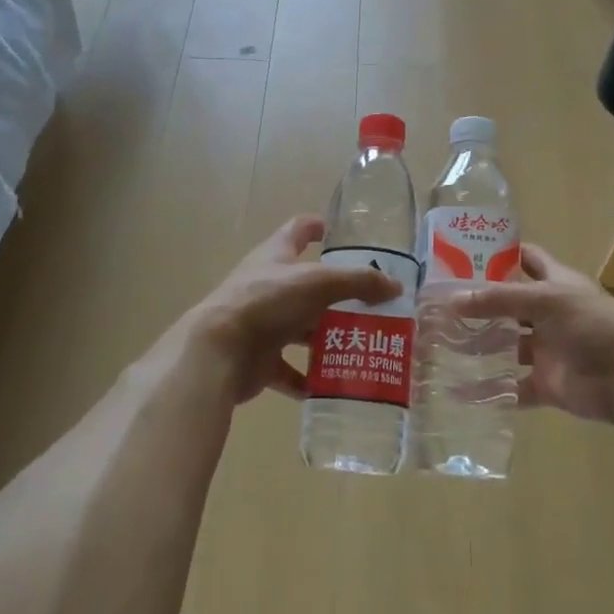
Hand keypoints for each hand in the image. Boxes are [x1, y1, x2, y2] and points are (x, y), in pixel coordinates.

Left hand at [187, 215, 398, 405]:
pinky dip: (306, 378)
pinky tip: (328, 386)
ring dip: (323, 337)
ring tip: (359, 345)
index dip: (318, 227)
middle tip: (370, 305)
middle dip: (336, 295)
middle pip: (306, 285)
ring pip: (299, 328)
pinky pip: (287, 369)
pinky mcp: (257, 358)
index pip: (298, 230)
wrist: (219, 351)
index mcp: (276, 256)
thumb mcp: (319, 283)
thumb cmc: (267, 302)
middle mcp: (267, 286)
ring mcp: (260, 323)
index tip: (342, 234)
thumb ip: (359, 281)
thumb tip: (395, 286)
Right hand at [459, 246, 613, 424]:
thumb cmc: (593, 324)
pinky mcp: (547, 384)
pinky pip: (513, 387)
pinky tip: (460, 390)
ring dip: (480, 347)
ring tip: (442, 345)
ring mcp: (548, 350)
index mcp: (556, 284)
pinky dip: (491, 391)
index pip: (527, 259)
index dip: (501, 254)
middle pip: (509, 307)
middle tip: (439, 305)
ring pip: (507, 347)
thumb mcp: (546, 300)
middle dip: (479, 306)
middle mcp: (549, 315)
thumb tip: (452, 299)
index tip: (463, 252)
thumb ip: (499, 300)